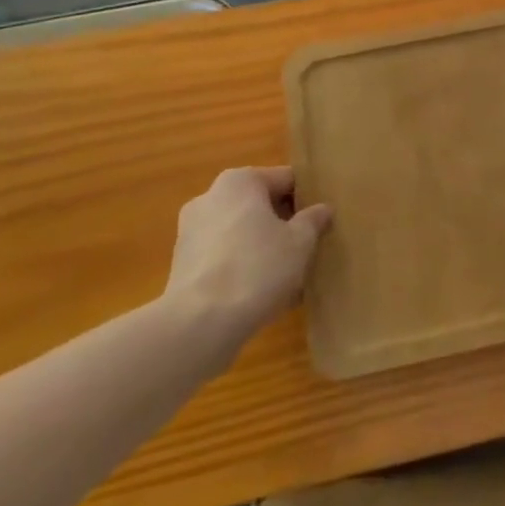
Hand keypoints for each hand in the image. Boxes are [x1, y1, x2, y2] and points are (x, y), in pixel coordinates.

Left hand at [162, 168, 331, 342]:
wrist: (199, 325)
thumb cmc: (257, 268)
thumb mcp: (301, 242)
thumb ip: (313, 220)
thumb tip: (322, 209)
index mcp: (240, 181)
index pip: (286, 180)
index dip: (308, 200)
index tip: (322, 223)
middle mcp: (210, 198)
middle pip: (260, 206)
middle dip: (284, 225)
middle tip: (308, 249)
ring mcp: (190, 233)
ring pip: (241, 234)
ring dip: (263, 248)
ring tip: (288, 278)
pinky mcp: (182, 266)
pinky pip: (224, 258)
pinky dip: (243, 269)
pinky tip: (262, 295)